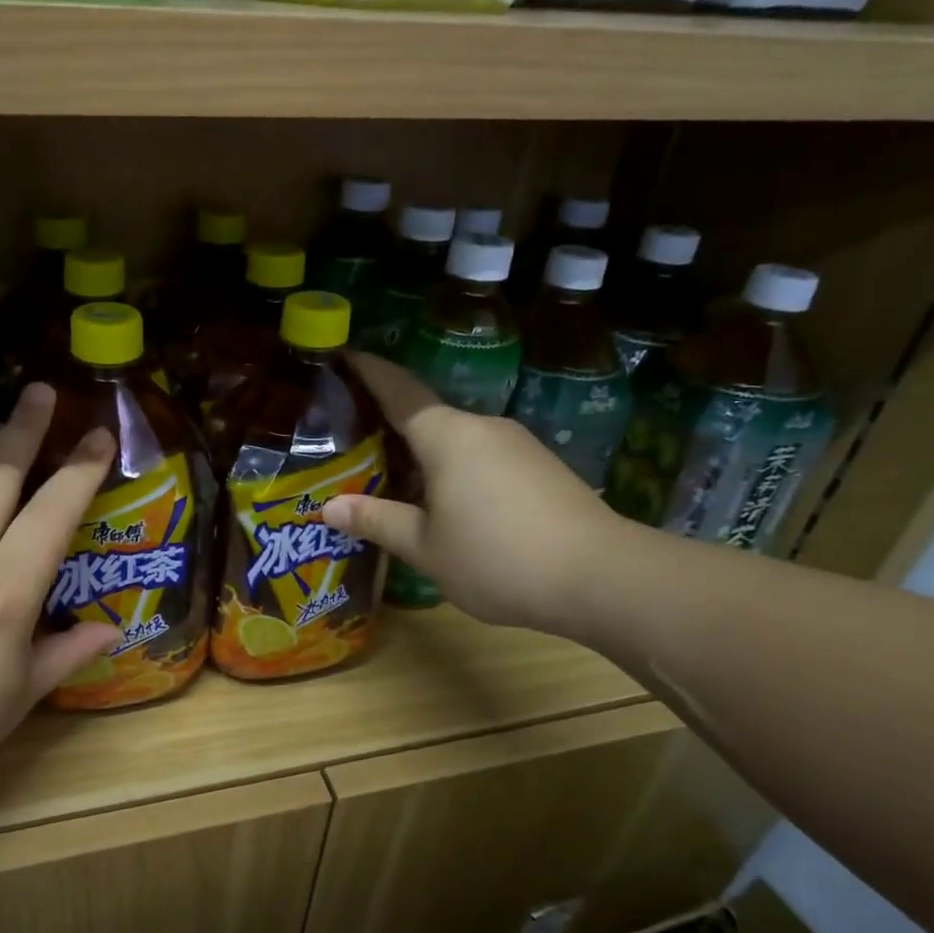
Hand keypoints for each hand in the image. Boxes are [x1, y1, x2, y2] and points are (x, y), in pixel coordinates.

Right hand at [321, 354, 625, 633]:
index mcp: (447, 436)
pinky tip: (446, 503)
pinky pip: (482, 457)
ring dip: (423, 454)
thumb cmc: (497, 558)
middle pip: (426, 417)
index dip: (367, 372)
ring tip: (394, 481)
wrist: (603, 577)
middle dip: (389, 425)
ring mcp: (517, 444)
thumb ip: (377, 521)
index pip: (397, 390)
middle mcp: (482, 427)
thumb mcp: (424, 547)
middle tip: (352, 443)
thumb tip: (330, 506)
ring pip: (456, 440)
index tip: (341, 355)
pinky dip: (454, 469)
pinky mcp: (541, 466)